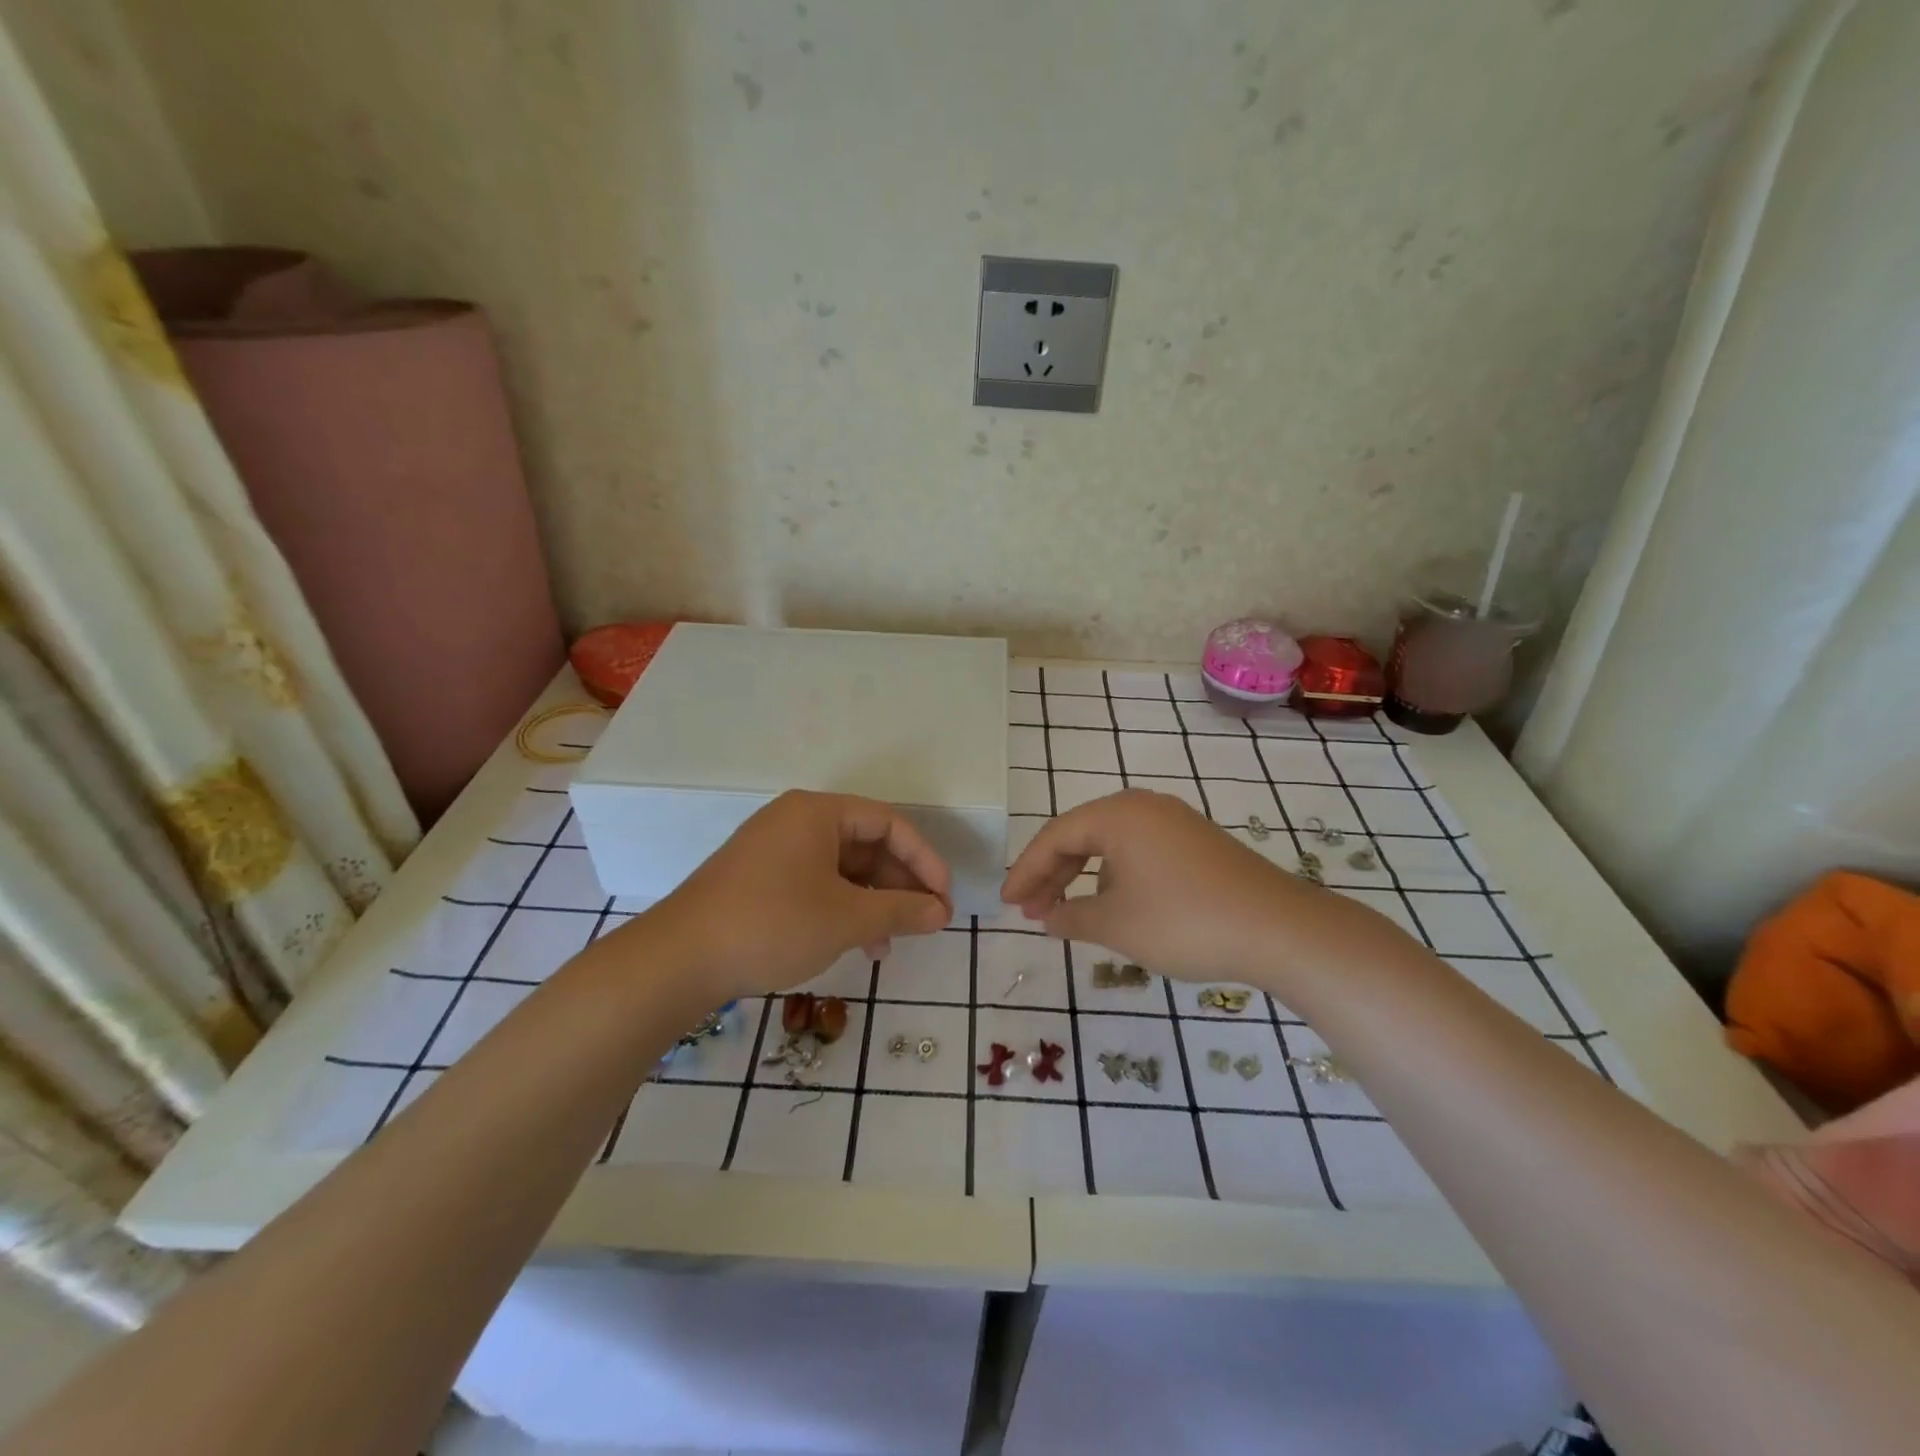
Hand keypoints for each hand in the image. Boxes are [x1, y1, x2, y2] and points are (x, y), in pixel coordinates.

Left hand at [645, 790, 952, 1000]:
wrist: (678, 960)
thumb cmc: (772, 924)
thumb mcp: (846, 918)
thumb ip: (900, 911)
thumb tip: (941, 913)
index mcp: (818, 813)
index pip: (889, 823)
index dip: (924, 860)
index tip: (944, 899)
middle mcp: (796, 822)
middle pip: (866, 844)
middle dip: (899, 885)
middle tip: (925, 922)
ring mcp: (774, 850)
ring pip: (842, 869)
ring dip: (873, 902)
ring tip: (891, 943)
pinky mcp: (760, 880)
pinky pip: (816, 884)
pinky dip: (842, 909)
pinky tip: (856, 945)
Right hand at [1000, 788, 1403, 988]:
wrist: (1278, 929)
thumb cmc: (1184, 922)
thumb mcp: (1117, 925)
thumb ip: (1071, 918)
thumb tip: (1047, 917)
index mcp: (1117, 815)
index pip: (1055, 837)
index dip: (1025, 872)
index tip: (1007, 904)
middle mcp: (1143, 807)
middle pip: (1080, 835)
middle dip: (1051, 874)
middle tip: (1030, 911)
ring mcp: (1173, 822)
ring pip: (1110, 844)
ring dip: (1082, 876)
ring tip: (1065, 913)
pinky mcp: (1196, 842)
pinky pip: (1138, 851)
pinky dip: (1114, 876)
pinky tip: (1113, 905)